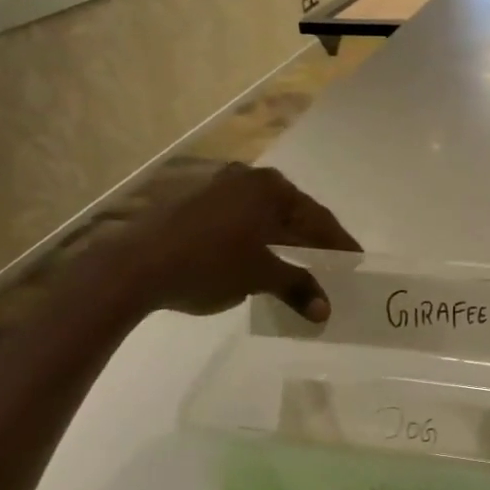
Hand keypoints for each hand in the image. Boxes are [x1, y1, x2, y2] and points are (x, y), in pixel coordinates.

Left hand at [105, 164, 359, 320]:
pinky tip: (259, 260)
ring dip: (282, 242)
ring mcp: (217, 188)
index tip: (356, 261)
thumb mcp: (260, 277)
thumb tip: (325, 310)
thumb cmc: (209, 264)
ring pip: (264, 218)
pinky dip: (256, 240)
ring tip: (298, 265)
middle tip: (332, 264)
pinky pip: (240, 221)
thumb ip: (297, 287)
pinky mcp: (193, 204)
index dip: (339, 244)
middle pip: (292, 213)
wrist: (134, 266)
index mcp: (271, 189)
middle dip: (311, 241)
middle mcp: (247, 179)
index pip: (317, 218)